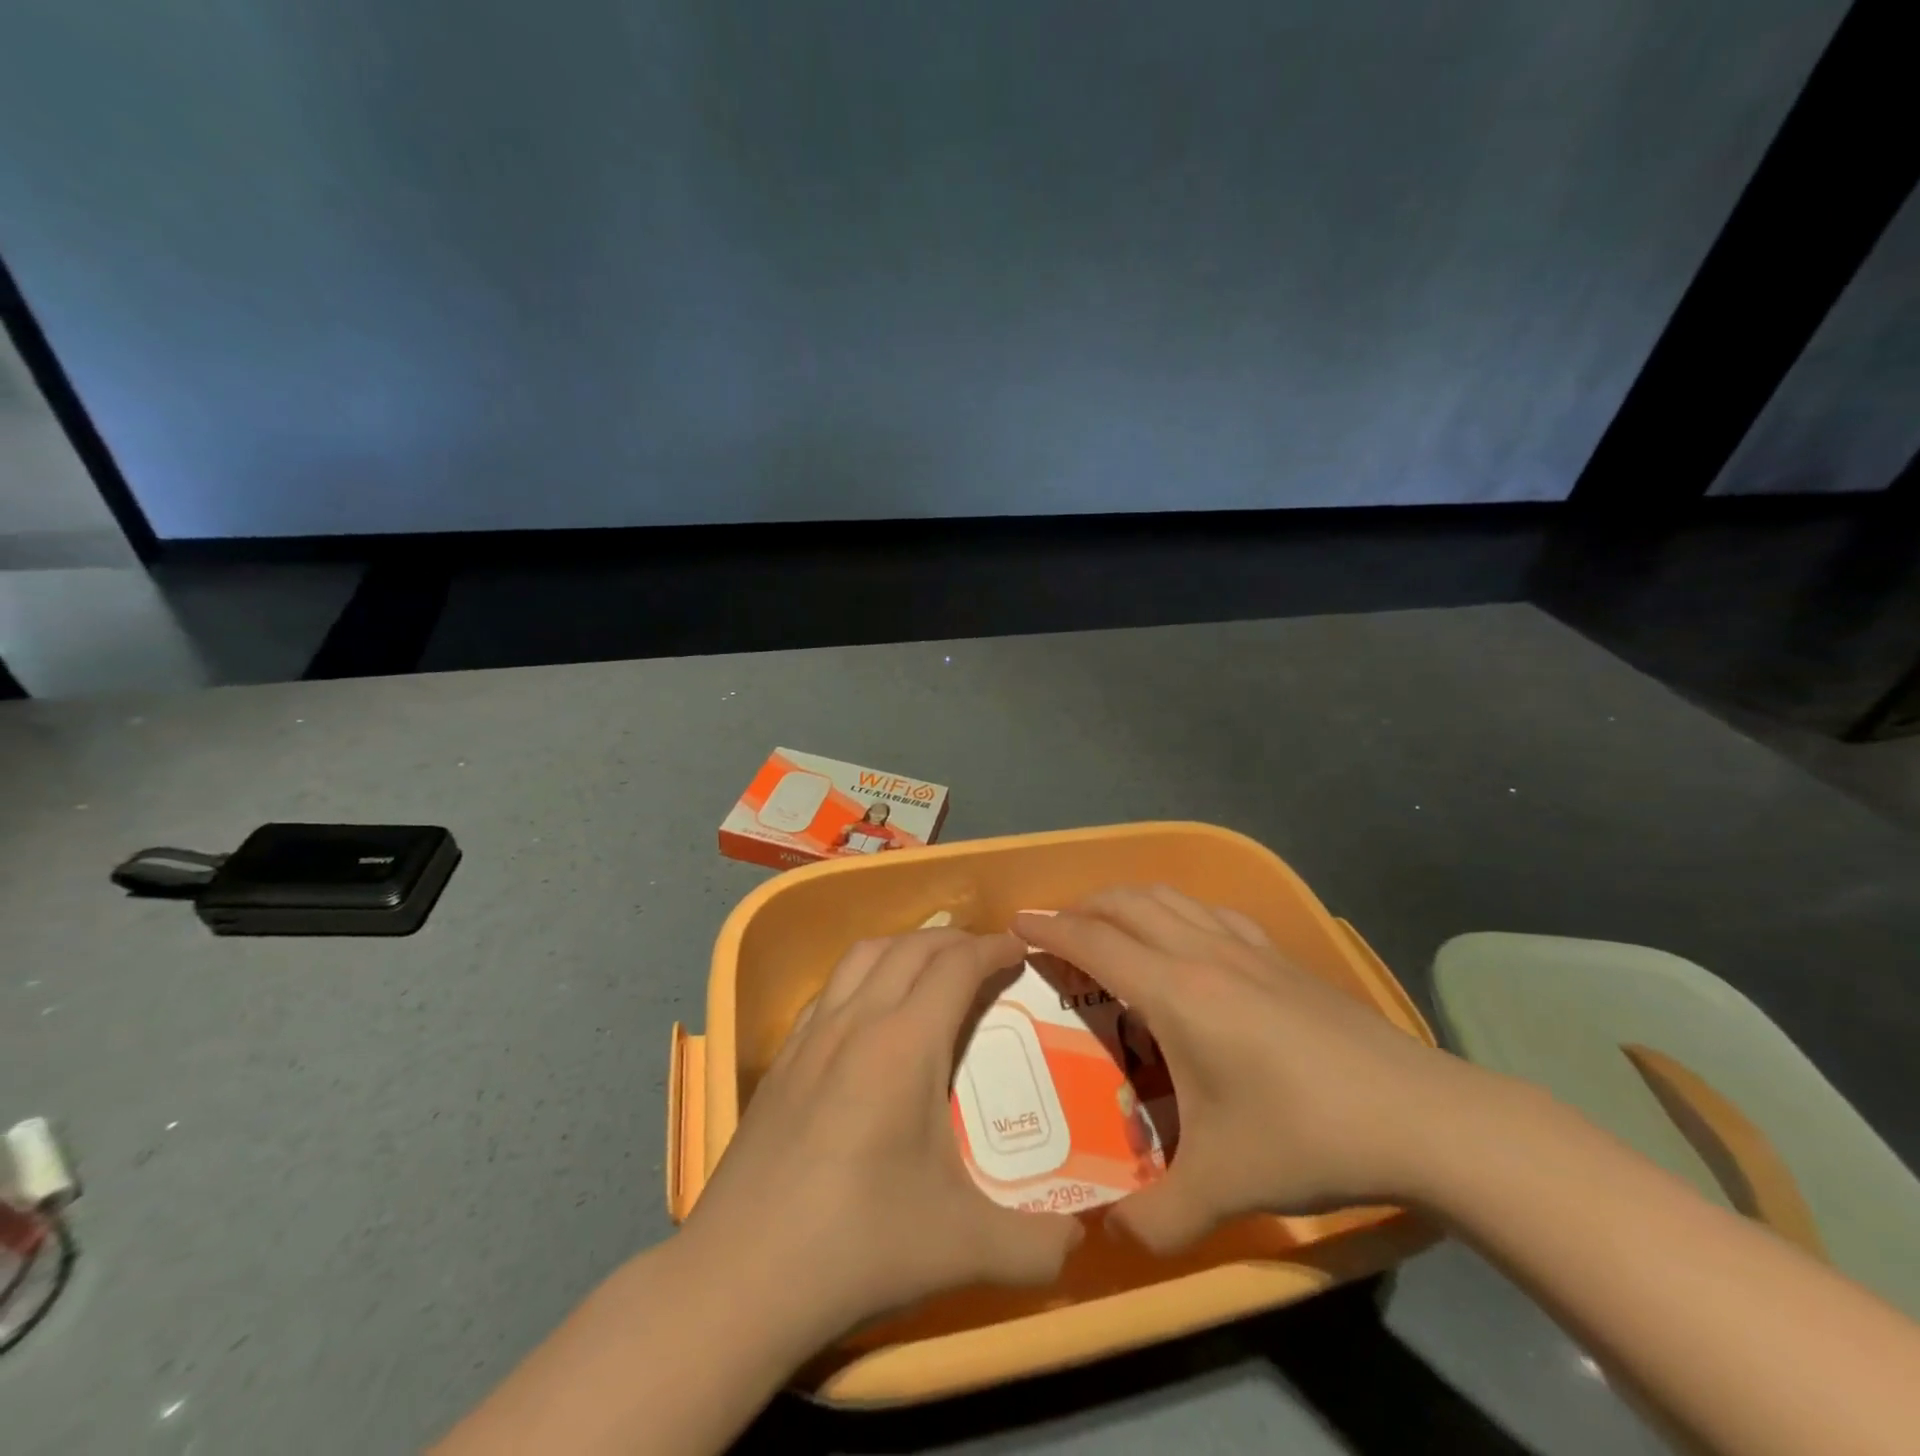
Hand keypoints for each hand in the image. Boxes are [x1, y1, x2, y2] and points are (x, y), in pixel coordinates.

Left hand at [682, 929, 1083, 1341]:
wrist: (740, 1277)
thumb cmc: (859, 1245)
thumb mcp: (964, 1248)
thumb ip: (1037, 1246)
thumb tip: (1083, 1244)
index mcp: (904, 1044)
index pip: (957, 966)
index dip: (993, 948)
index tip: (1020, 948)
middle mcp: (856, 1022)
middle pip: (911, 947)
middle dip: (956, 940)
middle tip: (988, 958)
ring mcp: (811, 1036)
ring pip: (863, 956)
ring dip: (905, 946)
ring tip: (932, 968)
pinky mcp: (781, 1060)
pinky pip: (830, 989)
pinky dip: (863, 975)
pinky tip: (869, 1013)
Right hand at [1017, 888, 1493, 1253]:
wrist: (1420, 1117)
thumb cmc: (1307, 1135)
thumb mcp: (1222, 1189)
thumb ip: (1155, 1219)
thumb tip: (1108, 1238)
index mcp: (1176, 992)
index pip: (1094, 942)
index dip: (1049, 929)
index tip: (1016, 923)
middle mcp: (1202, 954)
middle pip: (1126, 903)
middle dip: (1082, 906)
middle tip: (1057, 930)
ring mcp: (1247, 949)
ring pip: (1170, 897)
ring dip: (1128, 901)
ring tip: (1110, 924)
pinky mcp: (1282, 957)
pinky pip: (1212, 913)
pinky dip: (1178, 911)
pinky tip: (1187, 938)